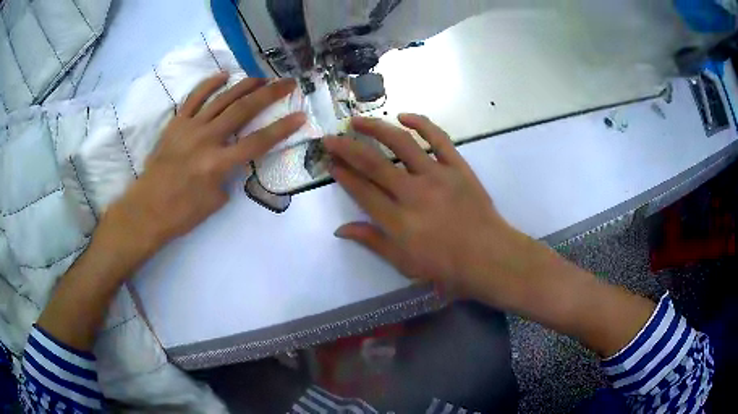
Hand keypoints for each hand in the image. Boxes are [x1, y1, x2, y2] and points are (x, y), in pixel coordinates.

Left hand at [101, 74, 305, 258]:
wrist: (147, 210)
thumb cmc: (181, 213)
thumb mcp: (215, 202)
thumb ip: (229, 176)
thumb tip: (233, 161)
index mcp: (218, 164)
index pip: (258, 142)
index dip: (282, 128)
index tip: (300, 116)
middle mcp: (206, 140)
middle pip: (243, 110)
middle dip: (269, 94)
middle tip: (287, 82)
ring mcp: (189, 128)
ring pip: (222, 99)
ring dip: (245, 85)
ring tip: (262, 77)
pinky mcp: (176, 124)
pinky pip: (194, 98)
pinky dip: (209, 84)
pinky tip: (224, 76)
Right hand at [324, 115, 536, 304]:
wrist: (490, 258)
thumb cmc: (446, 267)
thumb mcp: (404, 264)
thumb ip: (373, 242)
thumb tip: (341, 229)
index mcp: (398, 221)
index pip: (362, 190)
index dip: (342, 174)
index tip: (329, 162)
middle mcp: (413, 193)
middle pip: (373, 163)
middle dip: (347, 148)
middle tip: (330, 137)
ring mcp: (437, 176)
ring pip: (401, 143)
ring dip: (376, 128)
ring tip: (357, 120)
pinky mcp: (458, 167)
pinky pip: (439, 138)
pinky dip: (422, 123)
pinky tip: (404, 116)